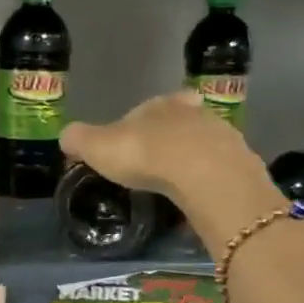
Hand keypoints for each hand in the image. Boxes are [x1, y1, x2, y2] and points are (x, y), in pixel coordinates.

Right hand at [61, 92, 283, 249]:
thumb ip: (80, 139)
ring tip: (177, 185)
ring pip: (201, 145)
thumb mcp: (99, 147)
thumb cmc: (146, 155)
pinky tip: (198, 197)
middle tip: (154, 167)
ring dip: (190, 160)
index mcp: (157, 105)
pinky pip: (218, 170)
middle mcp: (192, 112)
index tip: (128, 148)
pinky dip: (208, 181)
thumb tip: (65, 136)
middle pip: (177, 123)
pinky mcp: (239, 161)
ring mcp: (220, 135)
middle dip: (166, 141)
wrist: (205, 174)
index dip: (134, 127)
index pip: (144, 110)